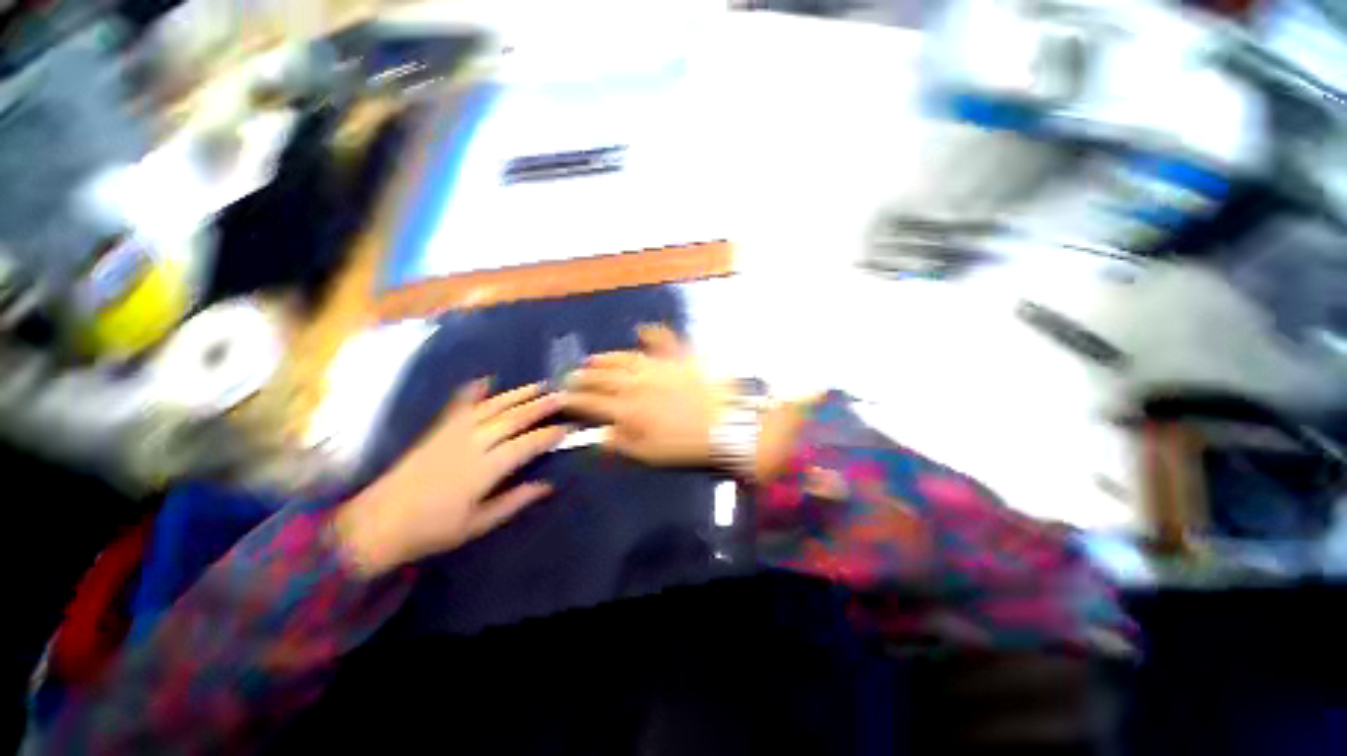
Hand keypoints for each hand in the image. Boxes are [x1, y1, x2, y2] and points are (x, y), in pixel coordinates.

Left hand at [334, 380, 568, 575]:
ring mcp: (453, 433)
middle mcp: (473, 443)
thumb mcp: (478, 523)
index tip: (568, 427)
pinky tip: (485, 381)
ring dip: (518, 395)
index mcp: (486, 468)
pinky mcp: (437, 430)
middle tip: (563, 395)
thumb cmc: (432, 529)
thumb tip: (548, 485)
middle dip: (541, 406)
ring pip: (493, 407)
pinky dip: (472, 392)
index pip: (527, 444)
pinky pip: (459, 406)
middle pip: (513, 418)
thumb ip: (515, 501)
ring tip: (539, 385)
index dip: (550, 434)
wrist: (376, 523)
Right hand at [561, 325, 727, 466]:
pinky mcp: (680, 358)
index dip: (574, 399)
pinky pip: (664, 341)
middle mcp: (638, 382)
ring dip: (606, 358)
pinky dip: (653, 334)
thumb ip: (621, 443)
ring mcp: (659, 366)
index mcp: (629, 408)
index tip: (562, 397)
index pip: (592, 402)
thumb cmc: (687, 444)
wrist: (727, 424)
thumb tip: (598, 435)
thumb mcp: (650, 453)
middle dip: (583, 377)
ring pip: (625, 359)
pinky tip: (643, 330)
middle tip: (570, 375)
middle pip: (604, 378)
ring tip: (593, 358)